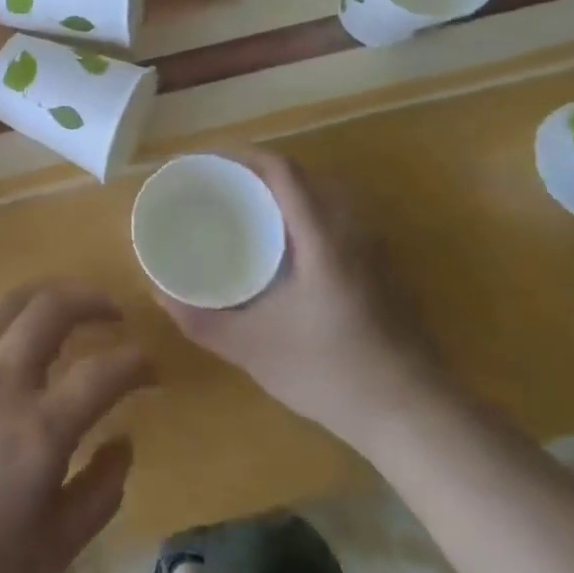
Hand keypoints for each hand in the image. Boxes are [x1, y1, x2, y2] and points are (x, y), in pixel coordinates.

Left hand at [0, 282, 154, 572]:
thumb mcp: (60, 544)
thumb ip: (103, 491)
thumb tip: (123, 441)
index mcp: (40, 430)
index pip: (102, 373)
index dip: (135, 362)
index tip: (150, 368)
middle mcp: (4, 383)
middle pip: (52, 309)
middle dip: (91, 299)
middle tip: (113, 313)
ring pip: (11, 303)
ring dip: (49, 295)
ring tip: (70, 305)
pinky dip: (9, 313)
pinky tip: (20, 326)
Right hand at [158, 149, 456, 458]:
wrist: (415, 416)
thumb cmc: (330, 373)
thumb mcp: (252, 349)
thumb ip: (201, 320)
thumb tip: (158, 291)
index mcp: (321, 235)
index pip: (281, 170)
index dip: (241, 156)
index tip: (204, 163)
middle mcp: (350, 229)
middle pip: (300, 176)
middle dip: (254, 172)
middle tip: (215, 189)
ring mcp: (371, 248)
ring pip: (320, 198)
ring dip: (280, 194)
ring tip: (241, 211)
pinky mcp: (380, 269)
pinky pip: (334, 220)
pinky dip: (301, 215)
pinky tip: (282, 250)